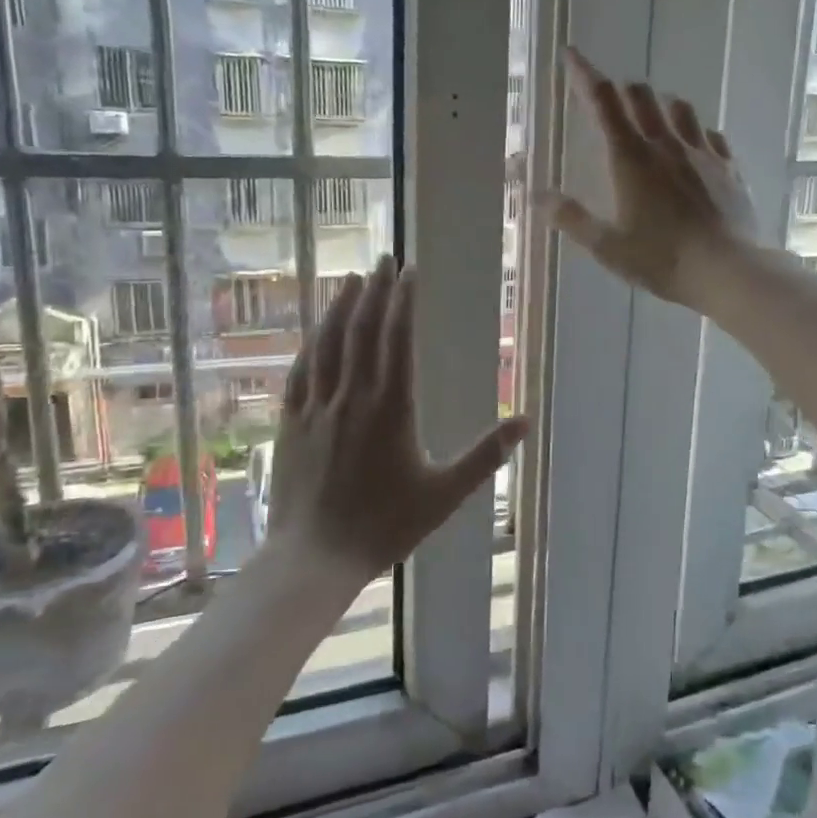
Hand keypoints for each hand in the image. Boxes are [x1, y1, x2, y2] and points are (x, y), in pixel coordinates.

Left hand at [266, 257, 527, 587]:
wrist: (315, 557)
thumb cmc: (386, 525)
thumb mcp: (446, 494)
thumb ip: (485, 455)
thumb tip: (525, 421)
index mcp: (391, 408)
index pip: (397, 338)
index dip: (403, 300)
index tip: (409, 271)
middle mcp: (352, 396)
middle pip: (362, 330)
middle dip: (374, 290)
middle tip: (383, 260)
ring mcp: (317, 407)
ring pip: (327, 343)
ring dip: (340, 307)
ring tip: (351, 279)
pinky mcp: (291, 422)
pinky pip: (301, 370)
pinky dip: (311, 343)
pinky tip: (316, 330)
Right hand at [540, 48, 759, 307]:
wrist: (727, 270)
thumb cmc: (661, 259)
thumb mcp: (607, 246)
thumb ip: (570, 218)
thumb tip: (536, 195)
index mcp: (630, 158)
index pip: (603, 102)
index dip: (585, 74)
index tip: (572, 54)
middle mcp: (666, 145)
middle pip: (641, 96)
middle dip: (621, 90)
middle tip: (611, 98)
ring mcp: (702, 153)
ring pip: (679, 108)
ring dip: (661, 104)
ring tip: (654, 115)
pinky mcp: (729, 168)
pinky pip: (711, 135)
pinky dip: (695, 131)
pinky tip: (695, 144)